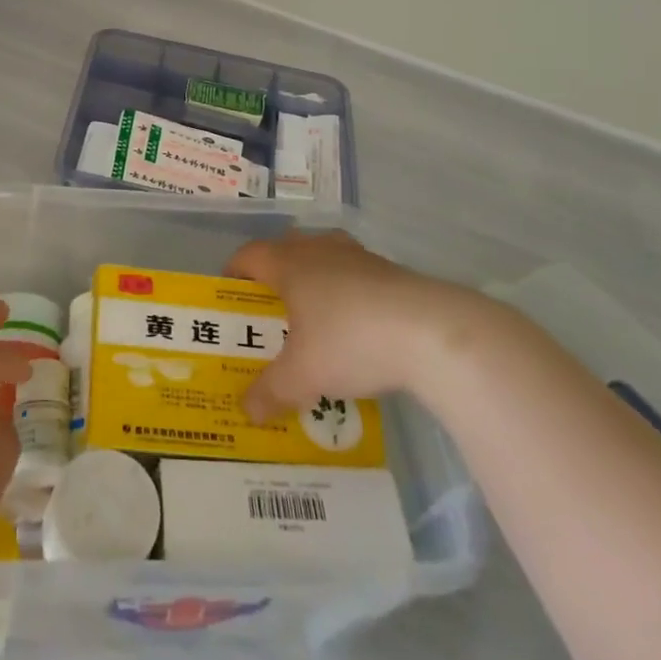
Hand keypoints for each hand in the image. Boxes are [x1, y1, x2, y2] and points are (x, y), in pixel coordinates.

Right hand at [225, 228, 489, 420]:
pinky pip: (354, 274)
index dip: (233, 272)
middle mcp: (319, 250)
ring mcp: (358, 256)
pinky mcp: (390, 271)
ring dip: (313, 279)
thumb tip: (246, 411)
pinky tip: (356, 328)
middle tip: (270, 311)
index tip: (228, 296)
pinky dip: (346, 293)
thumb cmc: (350, 341)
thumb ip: (270, 392)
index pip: (249, 255)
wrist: (431, 331)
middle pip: (285, 249)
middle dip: (273, 275)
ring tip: (313, 317)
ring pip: (323, 257)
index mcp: (289, 264)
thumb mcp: (303, 376)